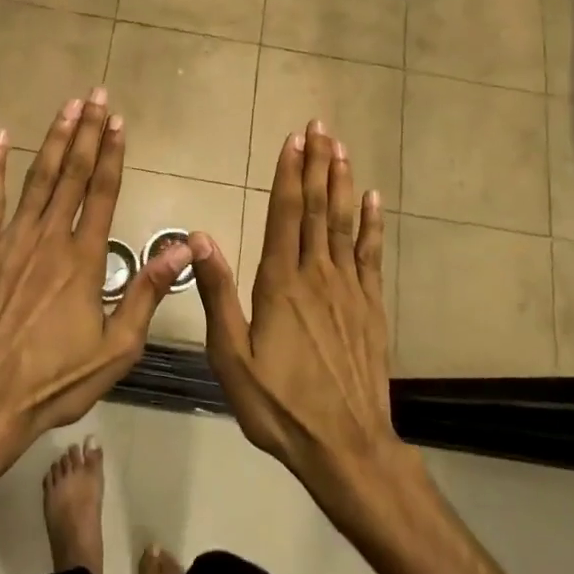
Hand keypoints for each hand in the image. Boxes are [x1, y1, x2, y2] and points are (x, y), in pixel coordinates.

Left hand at [0, 87, 192, 456]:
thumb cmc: (56, 379)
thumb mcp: (117, 348)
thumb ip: (147, 293)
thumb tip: (183, 247)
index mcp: (84, 259)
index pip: (102, 192)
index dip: (112, 154)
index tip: (118, 121)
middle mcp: (49, 238)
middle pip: (72, 175)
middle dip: (86, 132)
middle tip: (95, 95)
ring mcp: (11, 240)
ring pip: (37, 178)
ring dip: (53, 140)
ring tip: (66, 107)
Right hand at [190, 120, 415, 517]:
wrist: (346, 446)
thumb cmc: (280, 405)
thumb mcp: (232, 357)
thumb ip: (218, 295)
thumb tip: (200, 238)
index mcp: (280, 284)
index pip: (285, 215)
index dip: (289, 175)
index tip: (293, 140)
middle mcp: (317, 275)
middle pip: (316, 209)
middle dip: (317, 165)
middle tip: (320, 127)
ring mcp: (349, 289)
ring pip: (343, 223)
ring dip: (341, 183)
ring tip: (341, 149)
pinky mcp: (370, 307)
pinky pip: (370, 254)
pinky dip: (371, 224)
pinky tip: (373, 200)